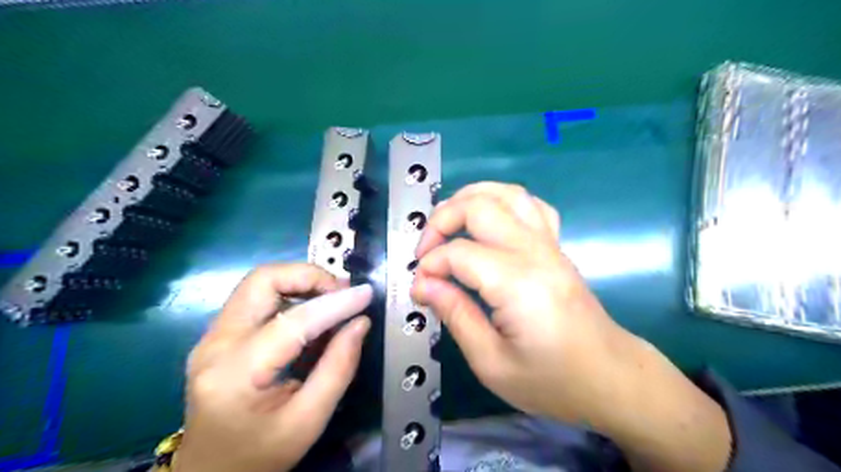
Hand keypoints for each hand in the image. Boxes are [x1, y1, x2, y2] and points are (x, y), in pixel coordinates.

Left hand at [172, 263, 369, 468]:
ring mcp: (212, 336)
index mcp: (235, 375)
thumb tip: (360, 322)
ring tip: (333, 298)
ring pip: (259, 282)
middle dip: (309, 276)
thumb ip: (339, 368)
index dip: (335, 303)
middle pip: (262, 280)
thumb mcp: (309, 421)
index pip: (292, 322)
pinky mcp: (219, 334)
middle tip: (342, 292)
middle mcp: (215, 345)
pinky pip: (258, 297)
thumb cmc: (259, 456)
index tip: (366, 294)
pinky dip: (291, 293)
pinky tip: (313, 311)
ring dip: (301, 281)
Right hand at [408, 182, 630, 424]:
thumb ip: (455, 315)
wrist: (610, 378)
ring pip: (506, 193)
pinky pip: (531, 205)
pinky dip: (502, 201)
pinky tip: (488, 221)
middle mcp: (535, 253)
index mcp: (518, 284)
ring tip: (447, 223)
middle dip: (441, 220)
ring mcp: (550, 244)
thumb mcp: (492, 363)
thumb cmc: (552, 381)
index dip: (430, 266)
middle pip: (480, 206)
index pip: (459, 253)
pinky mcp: (557, 247)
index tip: (420, 289)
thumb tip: (423, 284)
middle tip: (425, 251)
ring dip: (469, 198)